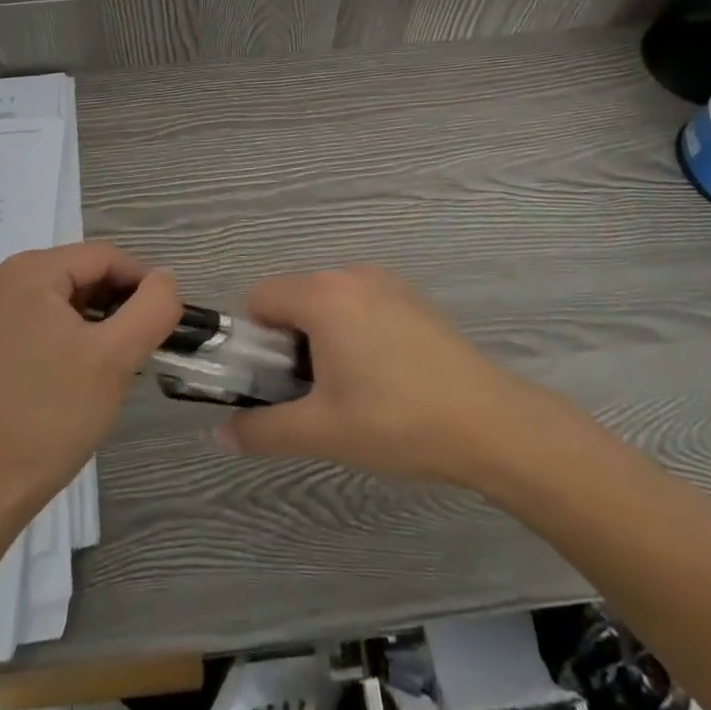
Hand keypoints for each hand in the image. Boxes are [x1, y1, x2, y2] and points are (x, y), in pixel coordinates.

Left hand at [0, 242, 180, 513]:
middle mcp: (9, 277)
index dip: (144, 283)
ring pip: (71, 296)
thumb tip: (166, 279)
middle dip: (122, 303)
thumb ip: (153, 308)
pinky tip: (91, 368)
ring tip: (122, 360)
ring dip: (103, 320)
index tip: (167, 323)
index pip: (105, 256)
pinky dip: (79, 333)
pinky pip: (50, 316)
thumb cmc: (51, 415)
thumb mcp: (115, 357)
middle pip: (86, 272)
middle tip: (146, 345)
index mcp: (31, 270)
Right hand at [218, 266, 569, 488]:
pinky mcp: (411, 298)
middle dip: (289, 343)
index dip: (255, 342)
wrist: (491, 423)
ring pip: (328, 303)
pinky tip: (385, 378)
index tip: (275, 383)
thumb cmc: (396, 421)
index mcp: (322, 295)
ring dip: (322, 339)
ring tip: (351, 391)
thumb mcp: (322, 431)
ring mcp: (385, 282)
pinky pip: (360, 305)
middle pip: (294, 299)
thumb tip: (219, 435)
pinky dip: (354, 332)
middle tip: (313, 395)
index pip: (258, 299)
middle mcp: (349, 274)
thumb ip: (262, 430)